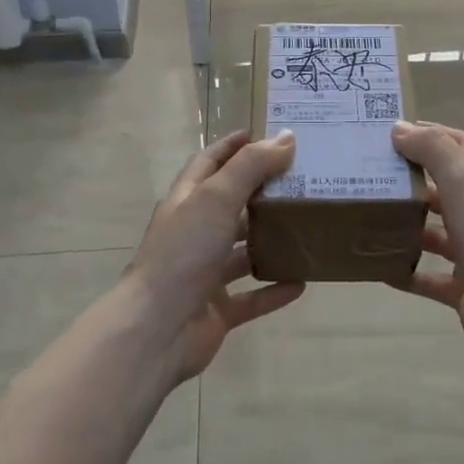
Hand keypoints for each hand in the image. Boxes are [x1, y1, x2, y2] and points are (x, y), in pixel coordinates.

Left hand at [122, 129, 305, 384]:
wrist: (156, 329)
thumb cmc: (183, 253)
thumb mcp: (217, 199)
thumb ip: (251, 167)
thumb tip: (286, 137)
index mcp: (187, 202)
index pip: (209, 163)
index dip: (232, 147)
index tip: (263, 134)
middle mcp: (194, 233)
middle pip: (231, 206)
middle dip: (262, 193)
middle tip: (302, 181)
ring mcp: (204, 274)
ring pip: (243, 253)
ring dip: (271, 243)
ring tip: (308, 230)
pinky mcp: (216, 310)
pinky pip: (251, 297)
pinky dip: (274, 289)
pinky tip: (302, 282)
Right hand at [390, 120, 463, 370]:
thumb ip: (434, 150)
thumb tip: (400, 129)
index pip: (461, 145)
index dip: (432, 134)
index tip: (393, 132)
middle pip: (444, 187)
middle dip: (411, 179)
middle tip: (370, 174)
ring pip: (434, 232)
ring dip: (406, 225)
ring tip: (368, 218)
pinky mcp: (463, 286)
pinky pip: (428, 276)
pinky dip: (406, 271)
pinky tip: (379, 268)